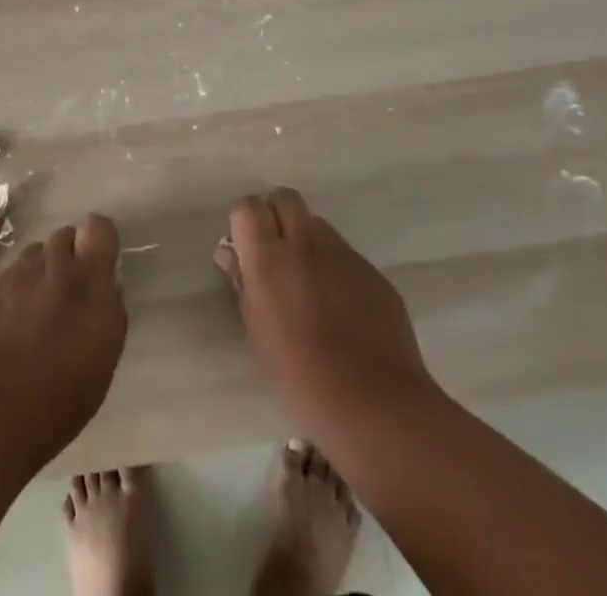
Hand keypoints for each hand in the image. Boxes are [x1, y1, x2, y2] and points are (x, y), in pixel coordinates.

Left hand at [0, 215, 127, 471]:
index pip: (99, 228)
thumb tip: (103, 286)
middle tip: (64, 296)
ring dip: (38, 273)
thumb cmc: (57, 401)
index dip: (97, 241)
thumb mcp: (103, 359)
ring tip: (32, 313)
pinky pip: (5, 276)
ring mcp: (15, 273)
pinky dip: (10, 293)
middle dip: (67, 258)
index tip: (96, 265)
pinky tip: (3, 328)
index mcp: (89, 283)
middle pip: (63, 237)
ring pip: (33, 254)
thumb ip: (107, 310)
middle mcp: (53, 267)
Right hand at [216, 188, 440, 448]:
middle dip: (276, 216)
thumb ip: (243, 285)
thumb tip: (230, 254)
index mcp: (269, 258)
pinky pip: (347, 256)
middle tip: (275, 255)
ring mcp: (345, 255)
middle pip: (286, 198)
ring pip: (319, 225)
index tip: (245, 249)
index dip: (244, 222)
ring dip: (308, 242)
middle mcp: (306, 244)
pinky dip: (337, 270)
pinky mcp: (374, 273)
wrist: (376, 407)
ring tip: (311, 285)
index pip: (248, 206)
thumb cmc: (301, 379)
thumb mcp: (257, 335)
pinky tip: (343, 310)